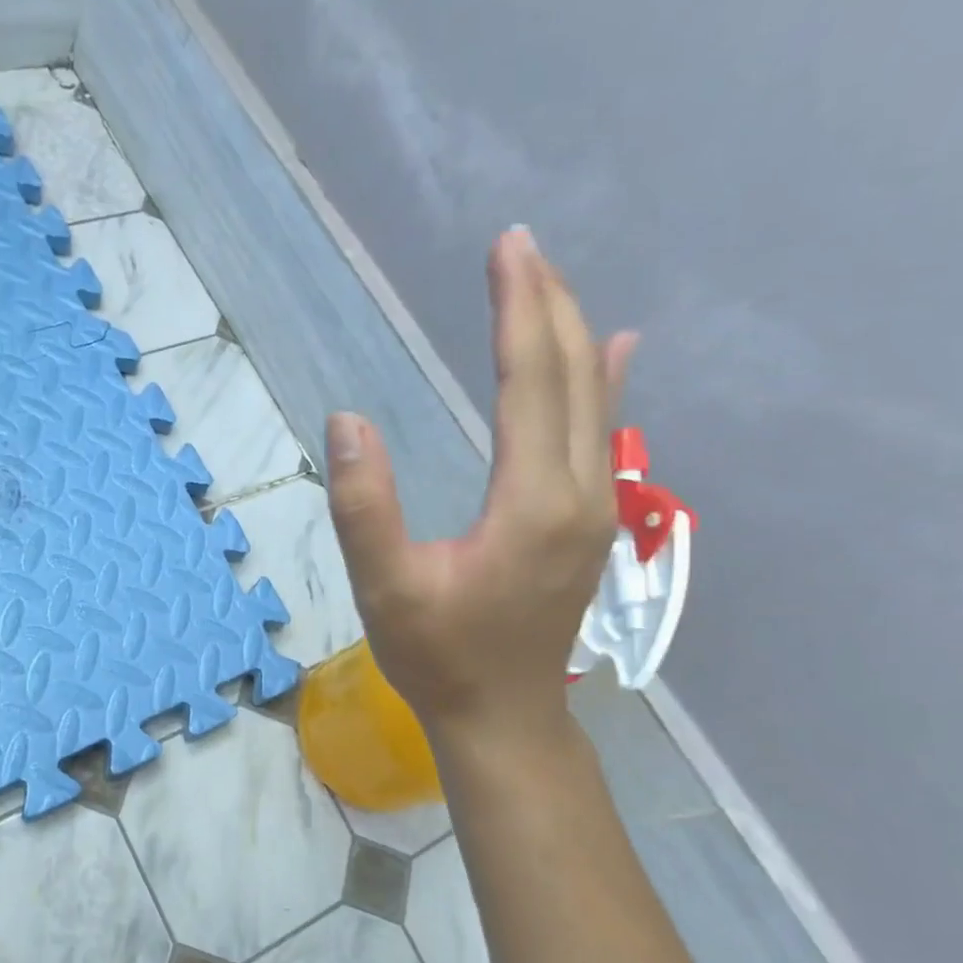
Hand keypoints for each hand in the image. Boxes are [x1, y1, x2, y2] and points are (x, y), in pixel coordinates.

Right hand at [326, 226, 637, 744]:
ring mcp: (596, 507)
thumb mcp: (384, 587)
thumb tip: (347, 421)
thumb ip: (364, 507)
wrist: (503, 716)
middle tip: (518, 246)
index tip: (506, 249)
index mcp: (531, 501)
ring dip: (569, 334)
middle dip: (546, 304)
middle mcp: (580, 491)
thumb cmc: (438, 655)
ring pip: (594, 399)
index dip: (517, 310)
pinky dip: (604, 382)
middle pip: (573, 376)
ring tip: (547, 283)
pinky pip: (603, 432)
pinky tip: (615, 352)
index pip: (530, 381)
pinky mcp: (590, 521)